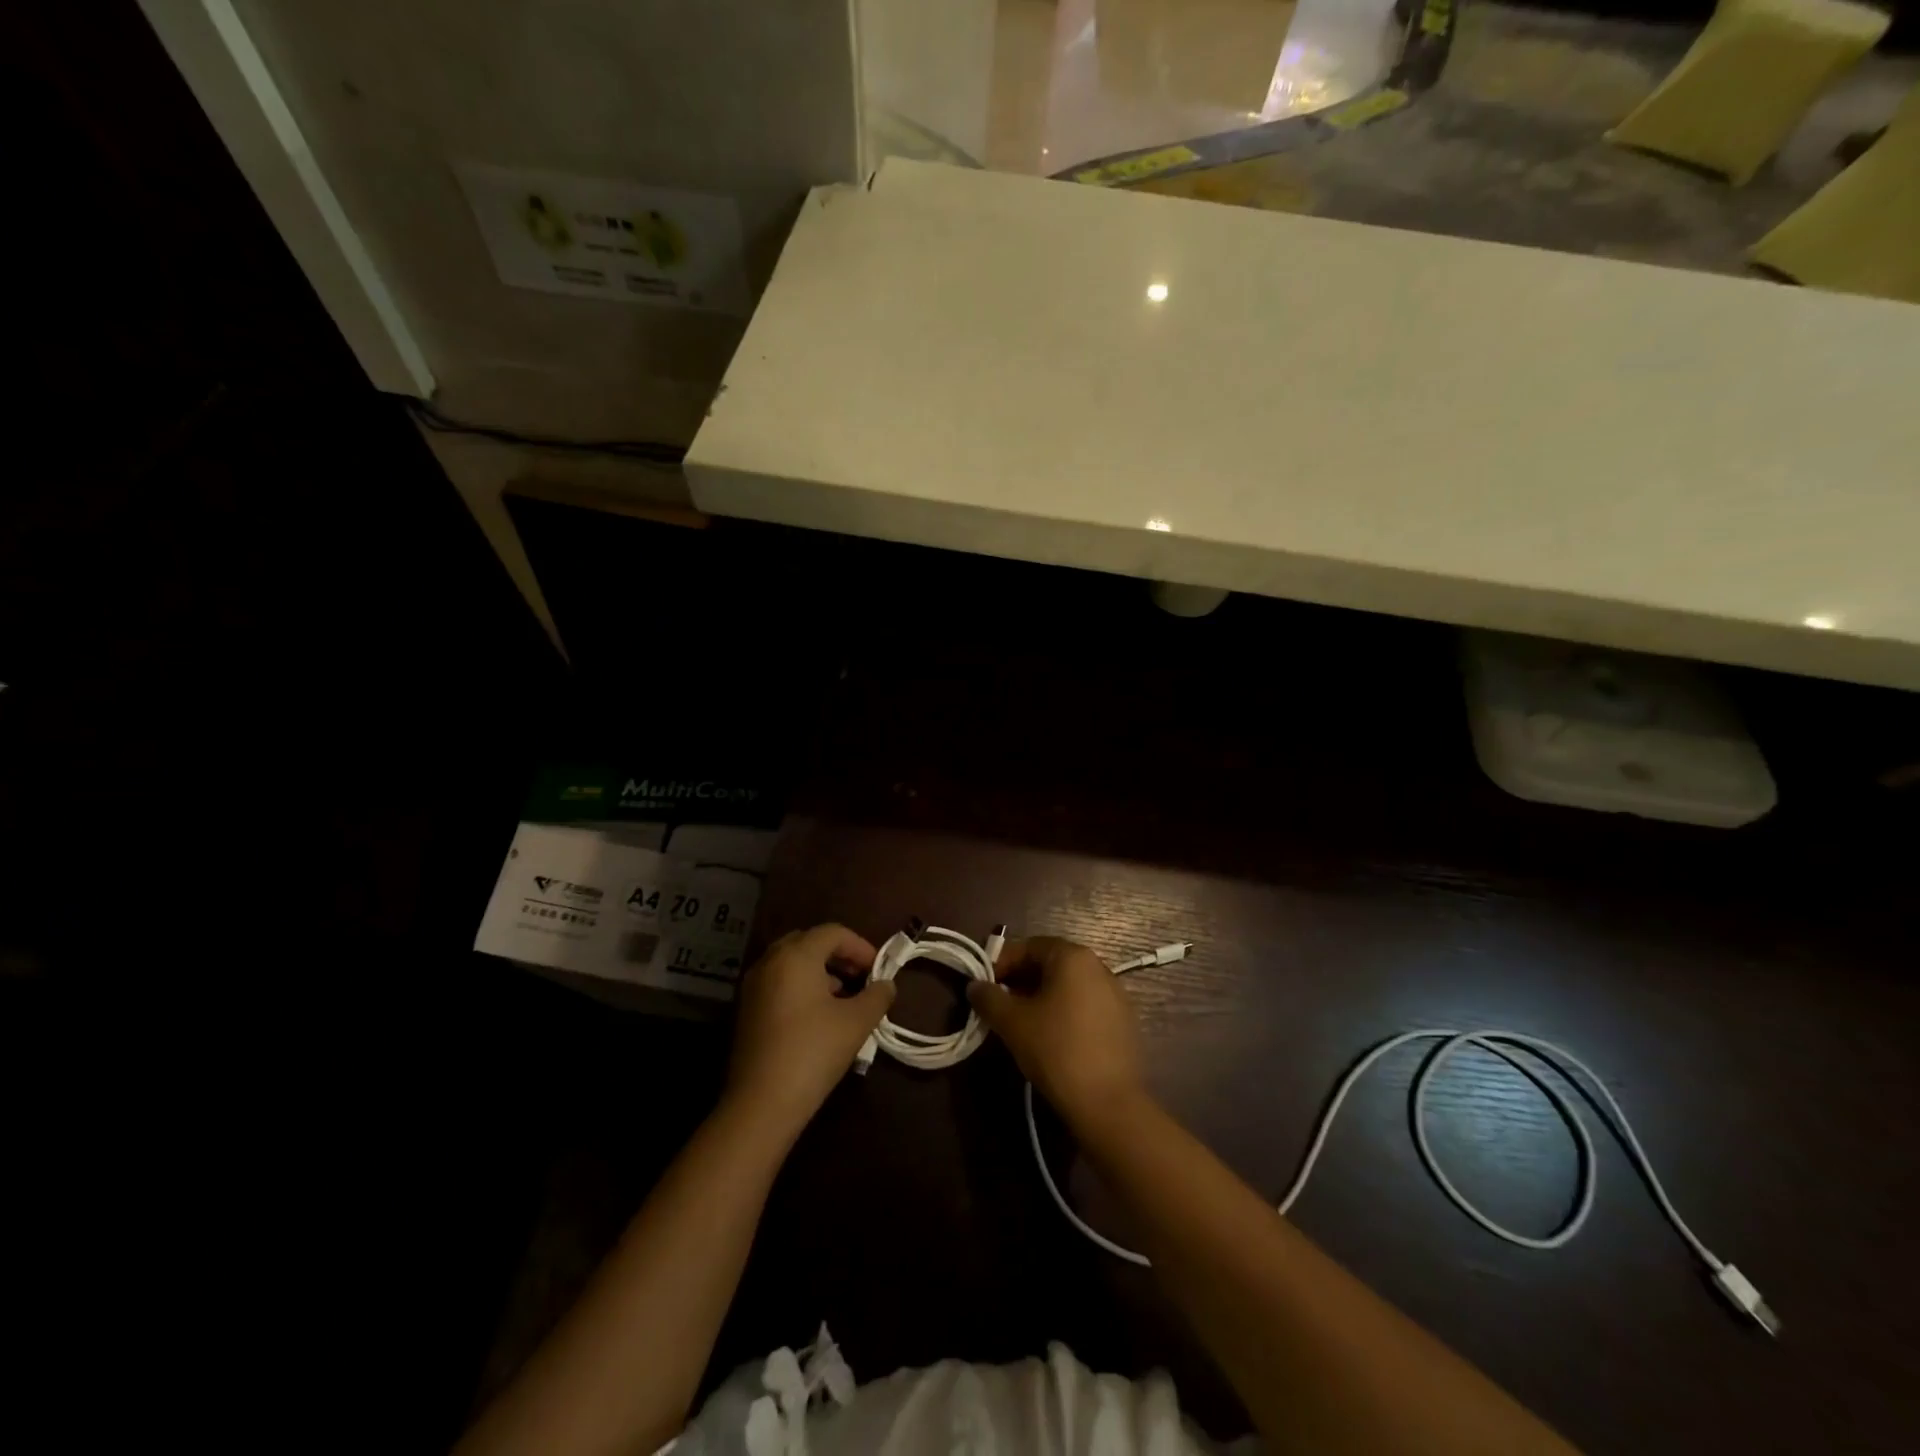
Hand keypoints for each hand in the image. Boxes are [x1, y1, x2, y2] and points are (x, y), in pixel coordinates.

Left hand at [725, 924, 894, 1141]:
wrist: (762, 1103)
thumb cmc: (813, 1052)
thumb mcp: (857, 1022)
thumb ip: (877, 996)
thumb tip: (886, 984)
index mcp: (796, 955)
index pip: (833, 932)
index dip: (861, 946)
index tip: (879, 970)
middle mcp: (770, 961)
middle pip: (809, 942)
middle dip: (839, 956)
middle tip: (861, 977)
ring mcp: (754, 985)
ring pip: (792, 962)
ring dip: (820, 971)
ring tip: (844, 998)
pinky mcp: (747, 1009)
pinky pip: (779, 981)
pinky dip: (801, 986)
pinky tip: (818, 1015)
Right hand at [966, 936, 1145, 1127]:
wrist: (1109, 1104)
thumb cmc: (1056, 1050)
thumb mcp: (1012, 1022)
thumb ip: (989, 998)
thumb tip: (975, 986)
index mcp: (1073, 957)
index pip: (1029, 946)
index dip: (1002, 962)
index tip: (984, 985)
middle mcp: (1098, 967)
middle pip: (1050, 964)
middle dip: (1020, 980)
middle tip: (998, 1005)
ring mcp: (1115, 994)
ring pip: (1067, 986)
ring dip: (1040, 997)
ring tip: (1020, 1023)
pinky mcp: (1123, 1022)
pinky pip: (1084, 1005)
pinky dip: (1062, 1012)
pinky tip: (1049, 1038)